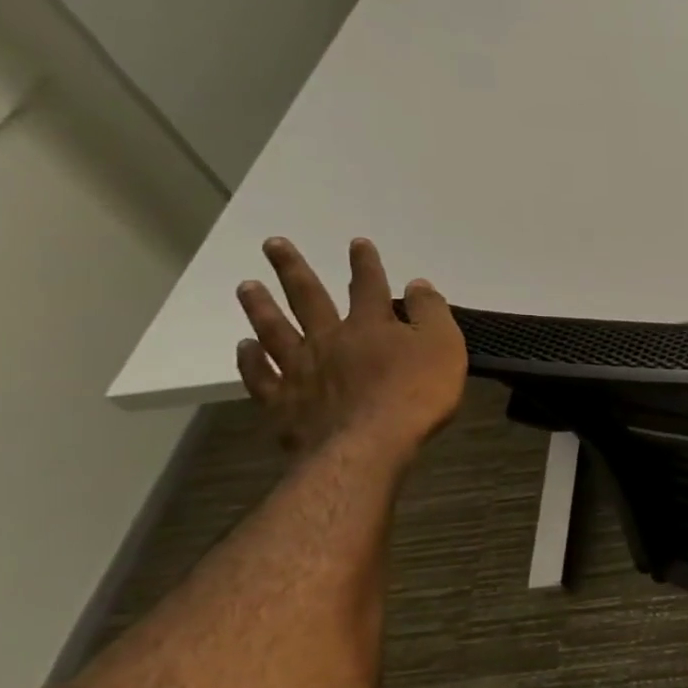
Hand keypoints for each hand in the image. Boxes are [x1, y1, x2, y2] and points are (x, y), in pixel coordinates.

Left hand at [235, 237, 466, 457]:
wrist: (370, 444)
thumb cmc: (416, 394)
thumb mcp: (443, 347)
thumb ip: (431, 313)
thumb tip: (417, 283)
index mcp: (370, 325)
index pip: (369, 285)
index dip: (365, 263)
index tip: (356, 243)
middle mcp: (329, 339)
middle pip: (308, 298)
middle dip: (293, 269)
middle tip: (273, 244)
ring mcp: (301, 370)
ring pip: (275, 330)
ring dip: (261, 307)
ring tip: (247, 286)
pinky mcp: (284, 402)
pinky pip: (262, 376)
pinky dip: (250, 360)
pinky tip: (243, 347)